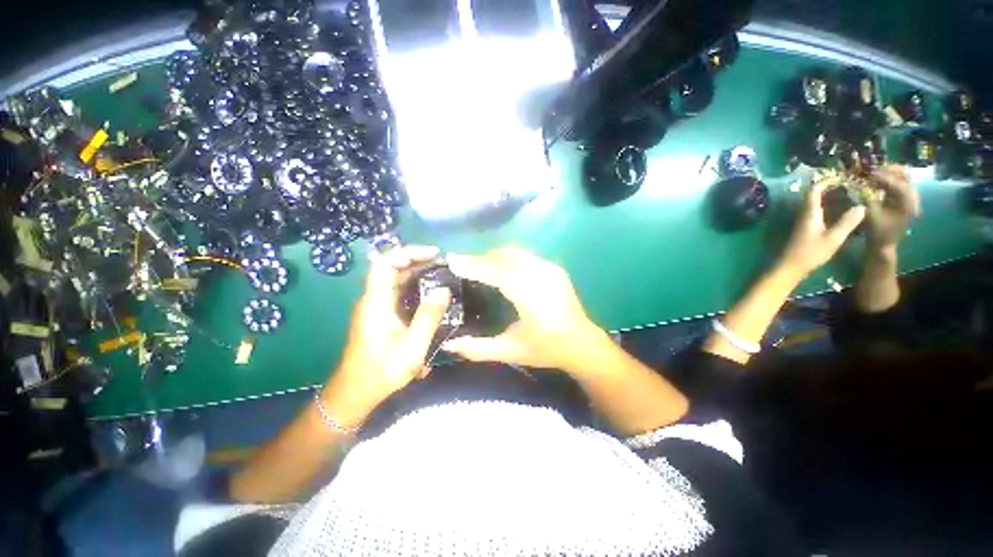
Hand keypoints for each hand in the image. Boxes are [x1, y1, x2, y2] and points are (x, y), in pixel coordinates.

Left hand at [329, 246, 451, 417]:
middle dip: (417, 259)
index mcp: (376, 303)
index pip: (384, 263)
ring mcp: (375, 306)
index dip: (408, 252)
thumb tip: (444, 290)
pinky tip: (431, 291)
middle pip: (391, 267)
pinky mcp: (380, 313)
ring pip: (394, 278)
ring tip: (442, 272)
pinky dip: (414, 284)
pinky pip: (397, 290)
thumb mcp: (411, 348)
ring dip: (417, 271)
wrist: (355, 392)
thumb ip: (428, 318)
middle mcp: (373, 299)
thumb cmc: (382, 372)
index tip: (434, 253)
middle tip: (444, 263)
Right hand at [442, 248, 608, 369]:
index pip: (497, 273)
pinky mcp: (554, 267)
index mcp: (531, 297)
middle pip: (504, 257)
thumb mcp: (511, 351)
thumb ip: (478, 348)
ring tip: (476, 266)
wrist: (583, 344)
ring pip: (515, 252)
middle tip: (460, 265)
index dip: (473, 265)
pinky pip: (525, 255)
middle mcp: (542, 276)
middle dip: (480, 258)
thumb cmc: (547, 350)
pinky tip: (499, 268)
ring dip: (493, 256)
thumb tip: (449, 344)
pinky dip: (507, 257)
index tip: (451, 260)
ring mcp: (550, 269)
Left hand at [778, 176, 866, 276]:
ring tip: (851, 194)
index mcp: (809, 213)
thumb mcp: (833, 238)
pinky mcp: (806, 229)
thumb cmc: (810, 253)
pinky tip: (842, 211)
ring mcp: (804, 222)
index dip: (826, 181)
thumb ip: (847, 222)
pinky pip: (818, 213)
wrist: (790, 267)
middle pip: (815, 195)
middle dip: (831, 187)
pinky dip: (829, 208)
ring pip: (817, 204)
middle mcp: (804, 214)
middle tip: (851, 184)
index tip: (843, 176)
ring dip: (831, 198)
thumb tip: (862, 206)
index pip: (814, 190)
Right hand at [864, 165, 920, 253]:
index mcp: (907, 203)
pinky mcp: (904, 200)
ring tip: (872, 174)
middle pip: (904, 175)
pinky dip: (888, 180)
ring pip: (902, 177)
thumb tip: (860, 186)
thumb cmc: (877, 233)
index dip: (882, 177)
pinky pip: (899, 183)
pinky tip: (876, 182)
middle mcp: (912, 198)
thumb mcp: (871, 217)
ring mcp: (910, 199)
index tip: (867, 173)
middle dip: (888, 171)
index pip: (897, 183)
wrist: (884, 245)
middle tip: (871, 170)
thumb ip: (868, 200)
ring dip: (888, 174)